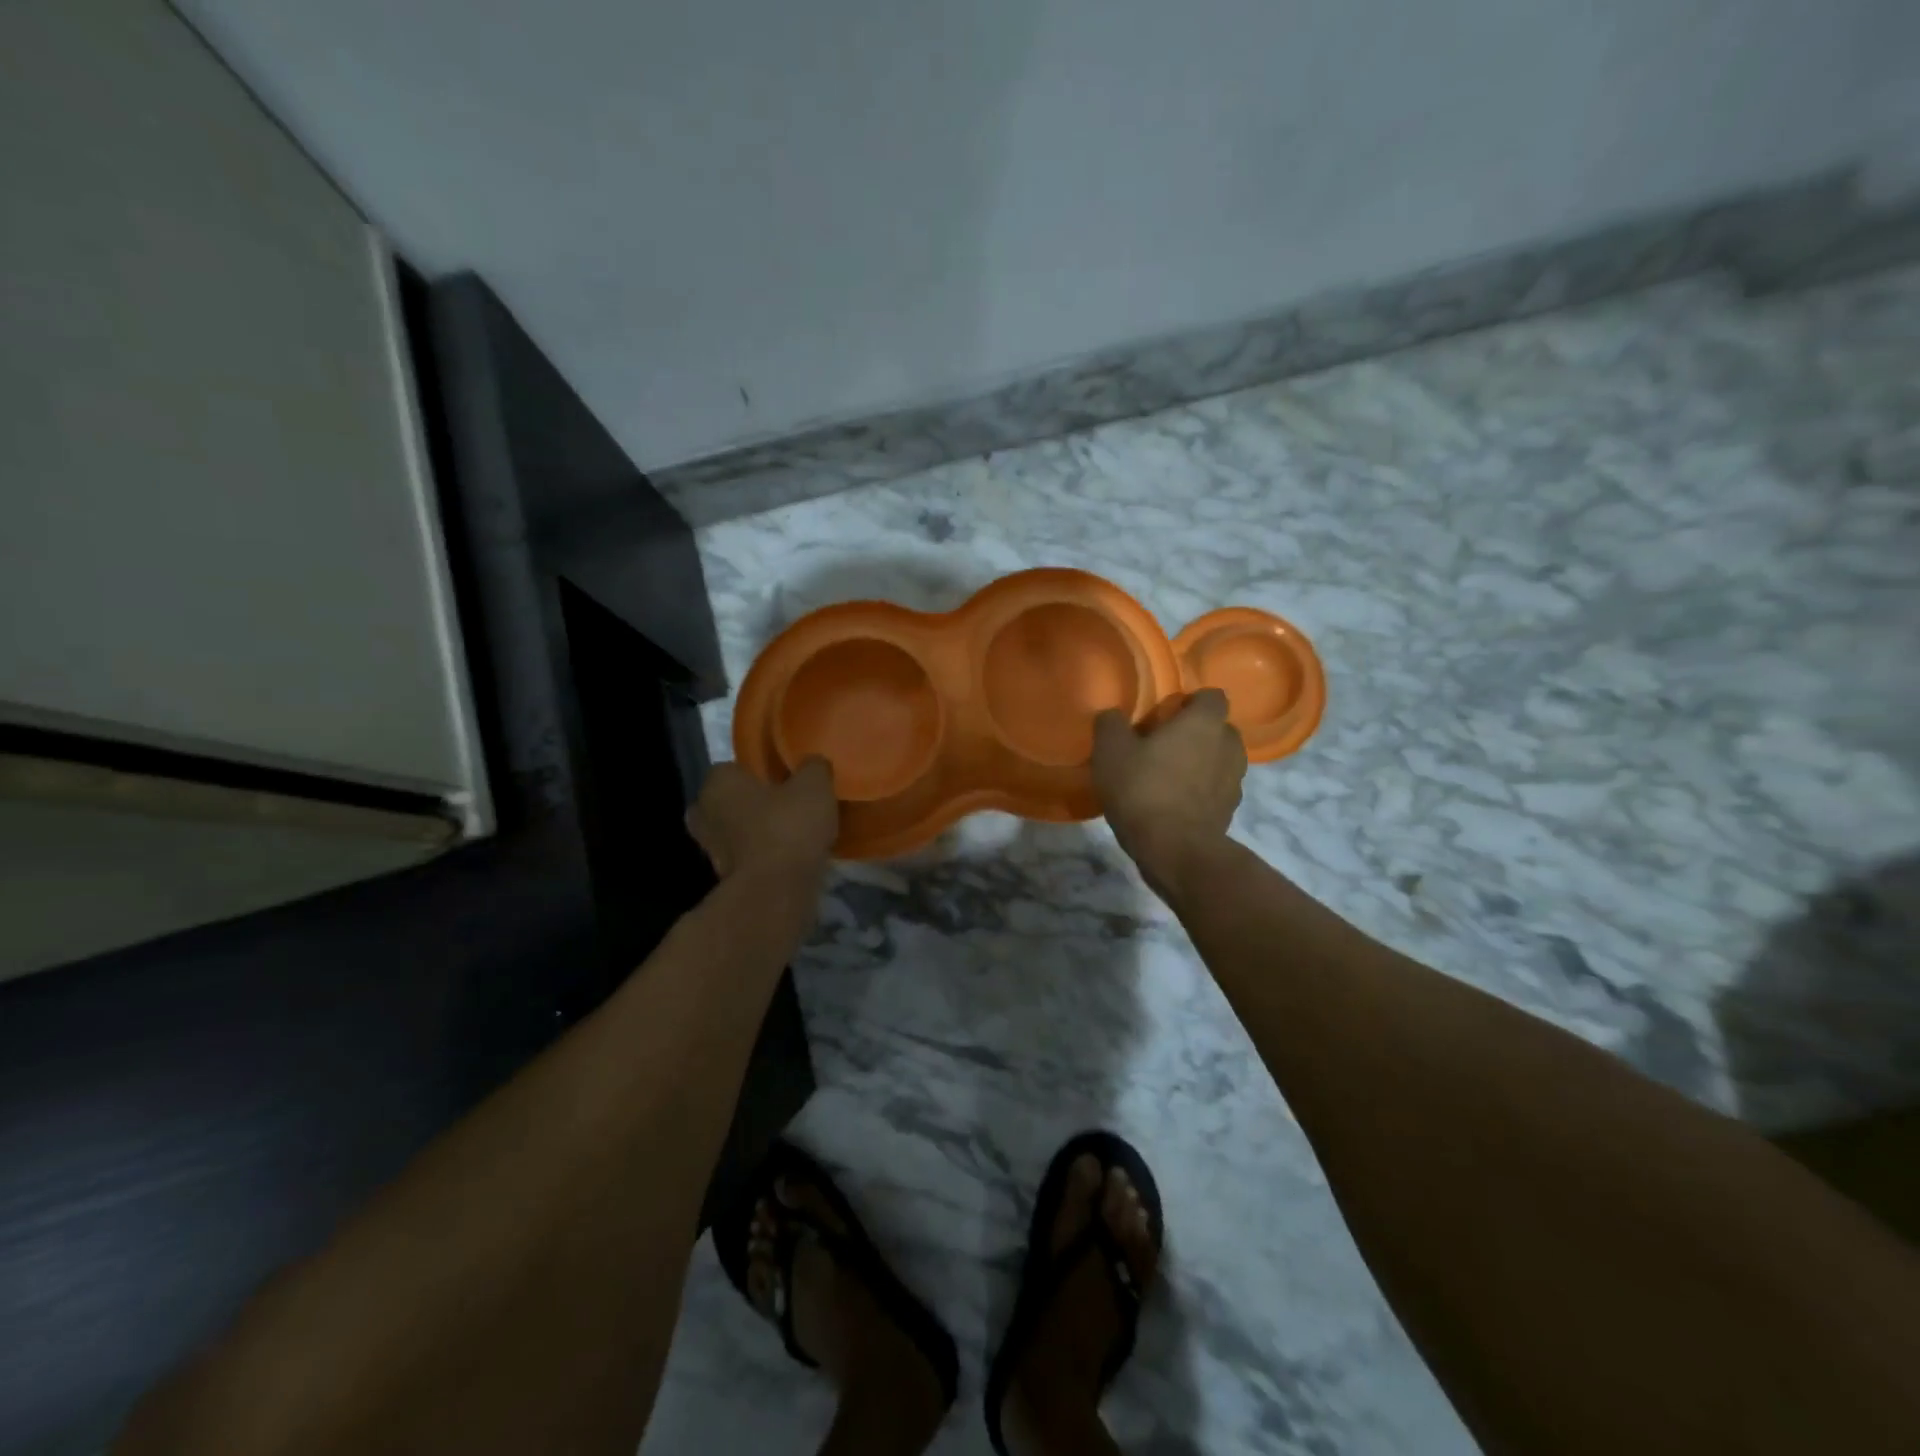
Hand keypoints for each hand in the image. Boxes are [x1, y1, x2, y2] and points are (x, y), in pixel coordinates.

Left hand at [687, 759, 838, 887]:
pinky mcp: (723, 878)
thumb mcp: (814, 786)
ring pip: (734, 831)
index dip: (757, 772)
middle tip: (782, 806)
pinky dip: (760, 856)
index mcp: (718, 782)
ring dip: (754, 832)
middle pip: (728, 801)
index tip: (782, 779)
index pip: (732, 768)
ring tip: (789, 833)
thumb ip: (814, 768)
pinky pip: (744, 857)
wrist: (775, 891)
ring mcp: (709, 849)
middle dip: (749, 804)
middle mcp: (704, 812)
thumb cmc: (787, 827)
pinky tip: (787, 856)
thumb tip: (813, 763)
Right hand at [1092, 690, 1246, 900]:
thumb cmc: (1143, 789)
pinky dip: (1201, 792)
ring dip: (1201, 763)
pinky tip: (1173, 805)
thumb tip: (1113, 716)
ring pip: (1220, 760)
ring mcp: (1235, 781)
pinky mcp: (1230, 811)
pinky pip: (1216, 790)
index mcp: (1204, 723)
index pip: (1212, 696)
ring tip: (1168, 777)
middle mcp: (1228, 745)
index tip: (1165, 715)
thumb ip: (1111, 724)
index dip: (1190, 702)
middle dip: (1196, 734)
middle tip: (1162, 746)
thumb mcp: (1110, 752)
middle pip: (1218, 729)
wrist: (1175, 850)